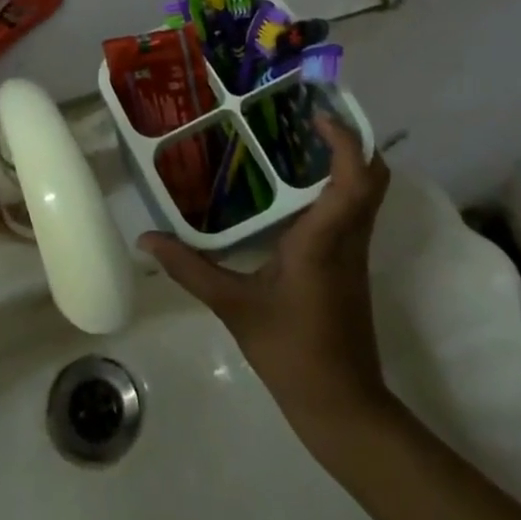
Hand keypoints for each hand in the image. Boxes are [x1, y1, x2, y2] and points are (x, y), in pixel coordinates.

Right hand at [141, 113, 392, 441]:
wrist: (342, 407)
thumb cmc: (291, 352)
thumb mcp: (234, 308)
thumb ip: (190, 269)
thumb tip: (145, 239)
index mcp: (325, 240)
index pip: (354, 179)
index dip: (346, 139)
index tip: (316, 112)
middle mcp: (348, 238)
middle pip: (374, 177)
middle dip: (353, 139)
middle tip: (310, 117)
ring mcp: (356, 253)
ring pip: (367, 193)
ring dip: (347, 160)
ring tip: (301, 139)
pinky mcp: (352, 266)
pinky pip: (355, 211)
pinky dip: (338, 186)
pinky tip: (298, 189)